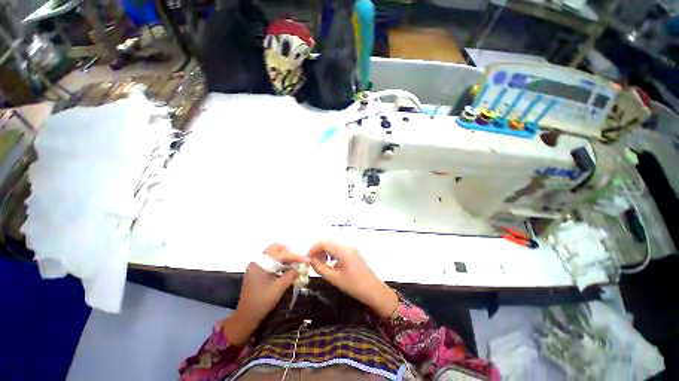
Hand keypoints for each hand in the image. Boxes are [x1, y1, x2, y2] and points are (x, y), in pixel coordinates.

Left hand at [224, 243, 308, 344]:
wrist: (246, 318)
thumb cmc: (261, 302)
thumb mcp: (279, 288)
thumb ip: (291, 274)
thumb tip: (301, 266)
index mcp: (259, 264)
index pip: (281, 255)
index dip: (295, 257)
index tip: (307, 259)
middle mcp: (257, 261)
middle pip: (276, 249)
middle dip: (290, 253)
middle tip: (299, 261)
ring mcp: (257, 265)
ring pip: (275, 254)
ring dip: (286, 257)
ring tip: (296, 264)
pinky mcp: (259, 270)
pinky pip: (272, 260)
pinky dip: (281, 262)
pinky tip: (288, 268)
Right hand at [308, 241, 397, 317]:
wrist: (373, 290)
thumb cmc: (354, 286)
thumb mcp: (334, 279)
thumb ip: (320, 268)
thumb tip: (310, 261)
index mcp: (343, 251)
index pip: (324, 242)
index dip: (313, 249)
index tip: (307, 259)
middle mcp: (347, 246)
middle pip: (328, 241)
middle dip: (318, 250)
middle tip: (313, 263)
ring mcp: (351, 248)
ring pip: (333, 244)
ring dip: (324, 251)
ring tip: (321, 264)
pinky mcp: (353, 252)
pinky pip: (338, 248)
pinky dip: (331, 253)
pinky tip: (330, 263)